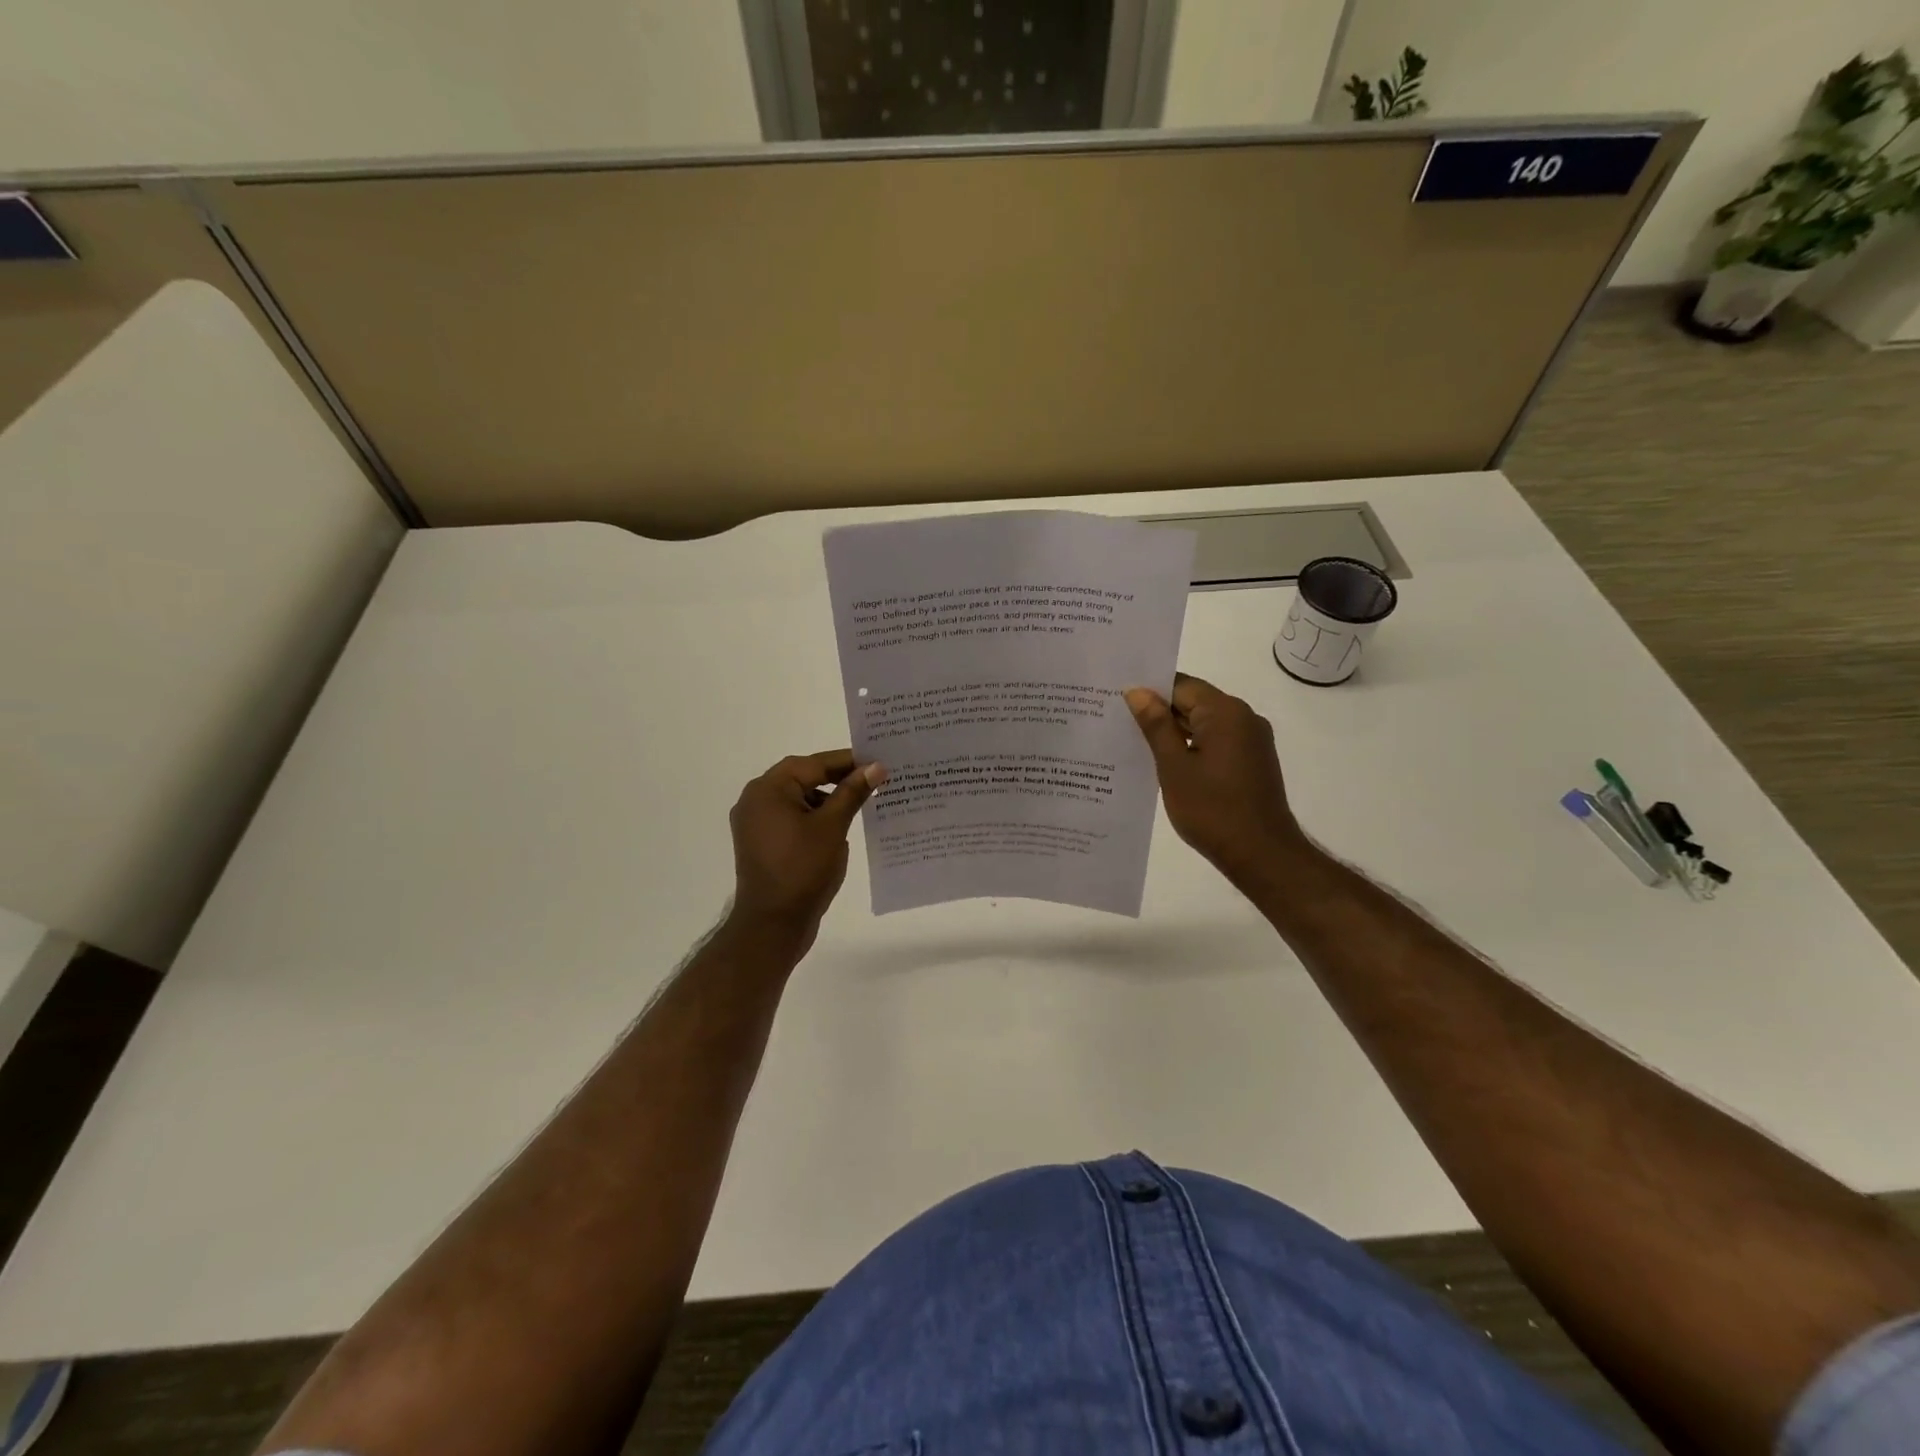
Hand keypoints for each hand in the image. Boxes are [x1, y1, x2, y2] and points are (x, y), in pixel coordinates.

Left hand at [727, 749, 884, 944]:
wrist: (772, 925)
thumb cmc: (803, 870)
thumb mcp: (833, 826)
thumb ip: (852, 792)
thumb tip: (875, 766)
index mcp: (768, 790)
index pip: (813, 764)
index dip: (847, 761)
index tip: (877, 761)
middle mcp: (755, 800)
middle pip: (802, 777)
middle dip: (837, 778)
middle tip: (872, 778)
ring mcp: (755, 824)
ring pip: (797, 799)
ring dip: (826, 798)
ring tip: (860, 802)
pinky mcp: (761, 843)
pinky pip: (790, 818)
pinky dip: (813, 817)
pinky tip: (838, 826)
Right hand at [1124, 674, 1304, 886]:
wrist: (1261, 854)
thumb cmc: (1212, 809)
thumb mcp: (1174, 766)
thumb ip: (1155, 726)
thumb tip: (1137, 692)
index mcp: (1225, 712)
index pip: (1181, 685)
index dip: (1149, 691)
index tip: (1118, 701)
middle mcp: (1244, 717)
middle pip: (1194, 702)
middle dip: (1159, 711)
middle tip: (1119, 720)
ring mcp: (1252, 740)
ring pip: (1205, 723)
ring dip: (1175, 732)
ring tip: (1136, 743)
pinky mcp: (1252, 760)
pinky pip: (1216, 741)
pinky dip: (1192, 746)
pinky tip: (1167, 762)